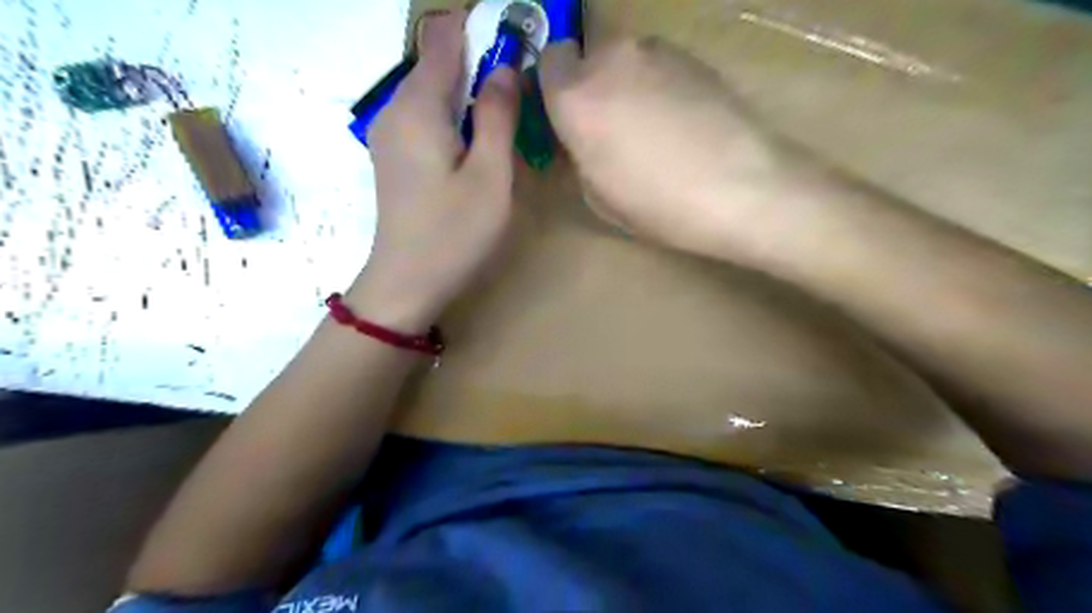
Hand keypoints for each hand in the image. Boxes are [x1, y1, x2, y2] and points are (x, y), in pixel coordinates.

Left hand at [349, 11, 518, 333]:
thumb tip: (505, 69)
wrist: (406, 283)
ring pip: (433, 92)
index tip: (516, 43)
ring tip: (505, 119)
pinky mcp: (394, 157)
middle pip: (437, 62)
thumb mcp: (491, 176)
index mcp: (418, 106)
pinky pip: (426, 118)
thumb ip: (498, 116)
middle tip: (520, 91)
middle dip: (479, 63)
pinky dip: (454, 116)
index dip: (479, 28)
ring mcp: (390, 134)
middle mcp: (395, 109)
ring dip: (469, 94)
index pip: (443, 35)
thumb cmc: (455, 232)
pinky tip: (476, 146)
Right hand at [540, 39, 798, 261]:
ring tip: (652, 129)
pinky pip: (659, 65)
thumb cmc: (658, 203)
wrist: (740, 187)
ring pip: (626, 59)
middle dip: (591, 85)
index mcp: (575, 96)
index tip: (566, 115)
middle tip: (609, 126)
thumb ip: (577, 153)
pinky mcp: (694, 56)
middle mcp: (611, 58)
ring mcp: (656, 51)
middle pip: (588, 56)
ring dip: (627, 84)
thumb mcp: (597, 195)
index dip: (554, 88)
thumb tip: (581, 138)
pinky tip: (681, 123)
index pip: (547, 61)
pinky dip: (660, 86)